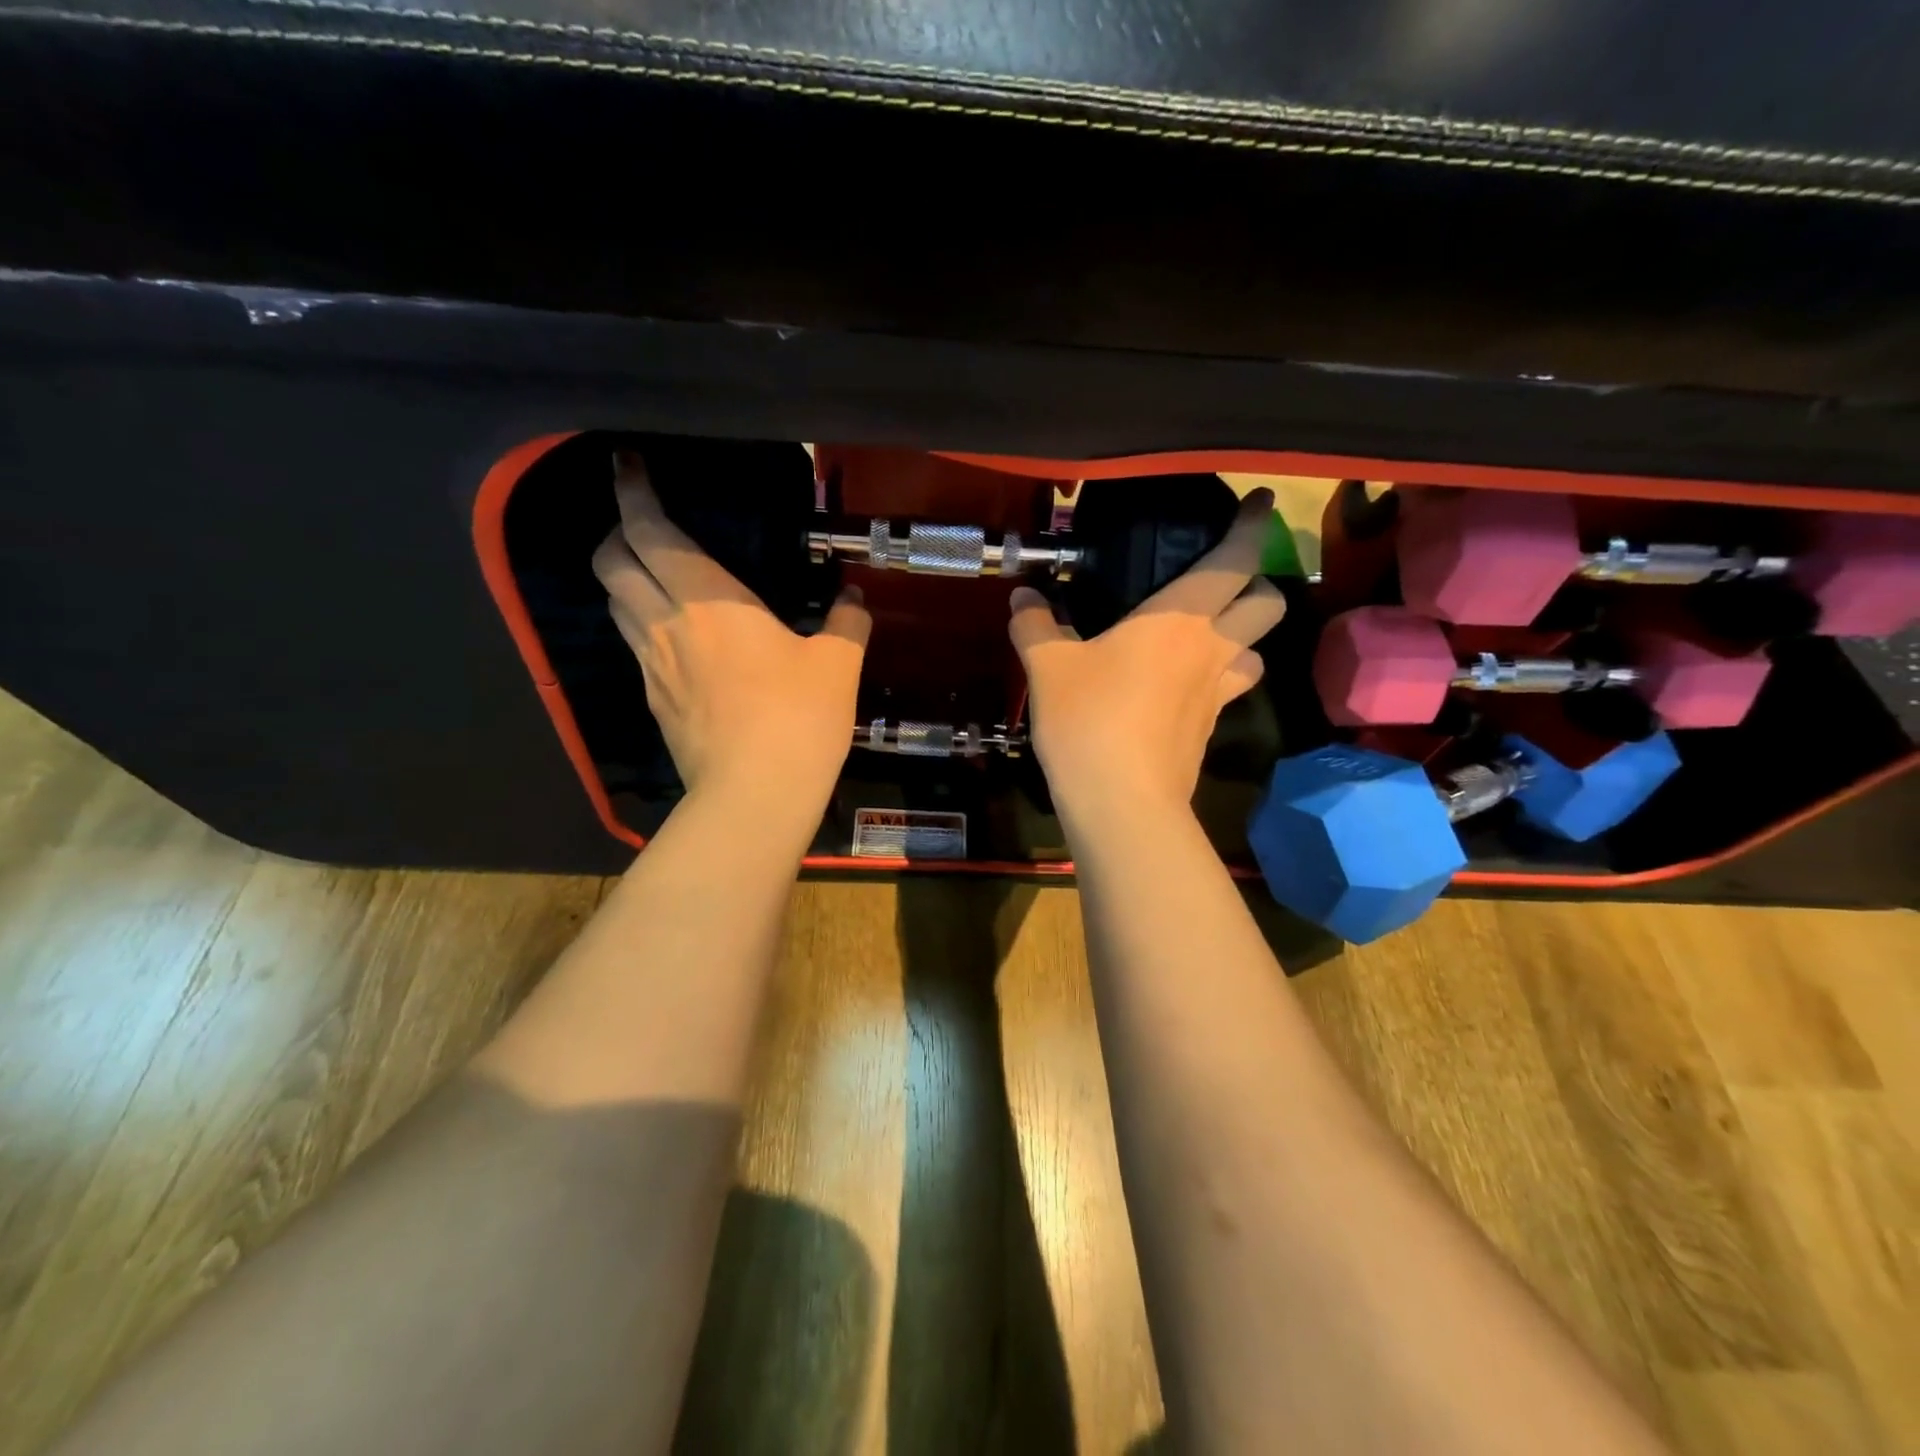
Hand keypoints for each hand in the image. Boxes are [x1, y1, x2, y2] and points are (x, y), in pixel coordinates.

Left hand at [592, 453, 870, 812]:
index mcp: (709, 600)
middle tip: (643, 526)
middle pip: (611, 562)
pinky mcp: (654, 703)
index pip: (651, 531)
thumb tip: (854, 601)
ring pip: (615, 605)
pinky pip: (635, 648)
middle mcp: (666, 624)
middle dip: (616, 533)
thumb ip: (847, 624)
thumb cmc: (798, 718)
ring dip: (624, 580)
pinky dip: (642, 626)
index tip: (627, 466)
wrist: (754, 796)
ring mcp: (651, 667)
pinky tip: (675, 640)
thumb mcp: (837, 666)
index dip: (633, 493)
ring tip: (653, 577)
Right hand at [1009, 488, 1285, 817]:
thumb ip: (1035, 625)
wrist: (1122, 803)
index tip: (1260, 502)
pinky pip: (1229, 690)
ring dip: (1243, 636)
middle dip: (1259, 583)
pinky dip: (1217, 677)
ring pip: (1257, 651)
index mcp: (1180, 618)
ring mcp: (1217, 694)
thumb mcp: (1048, 667)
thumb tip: (1023, 596)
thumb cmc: (1089, 720)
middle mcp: (1212, 649)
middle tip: (1225, 582)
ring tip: (1206, 638)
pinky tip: (1181, 686)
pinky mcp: (1209, 730)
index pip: (1235, 560)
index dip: (1252, 526)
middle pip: (1268, 603)